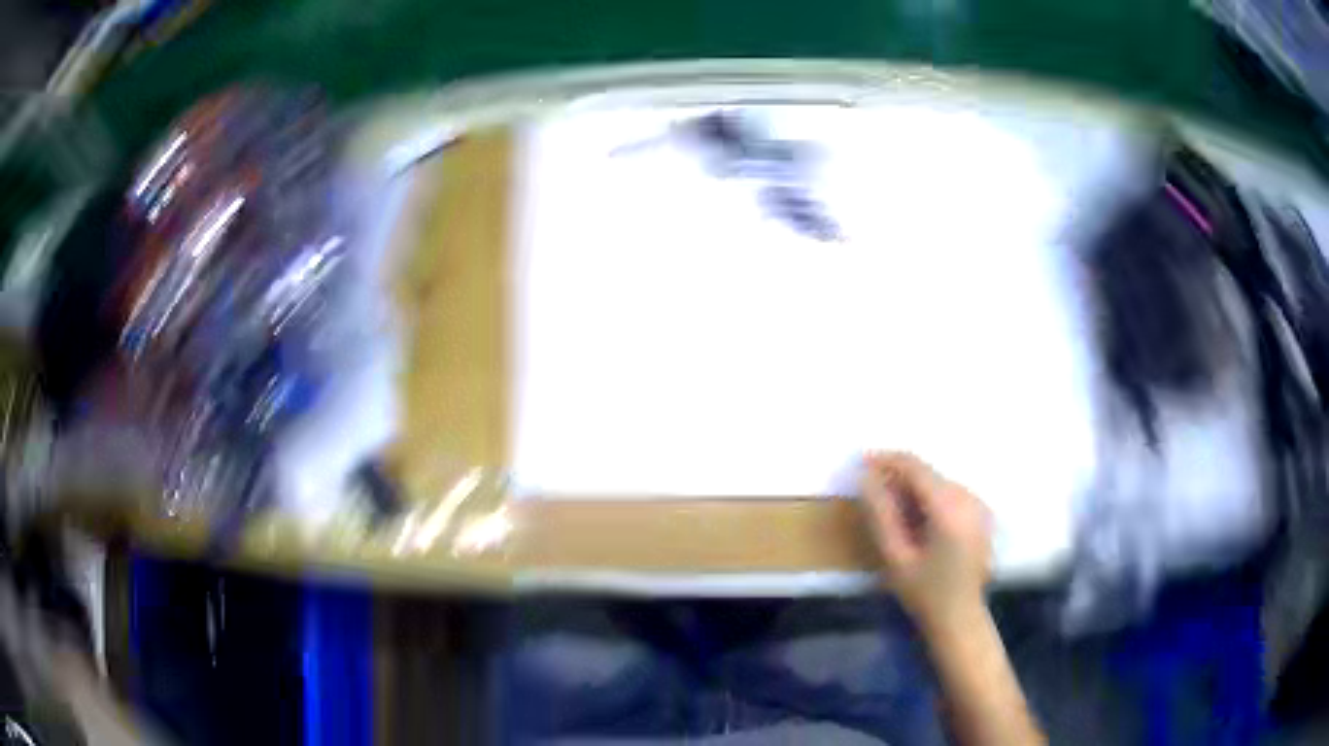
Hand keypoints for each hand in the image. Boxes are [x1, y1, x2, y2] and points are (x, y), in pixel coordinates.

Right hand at [860, 452, 992, 634]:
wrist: (960, 619)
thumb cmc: (924, 593)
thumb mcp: (895, 557)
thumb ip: (880, 514)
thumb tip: (865, 478)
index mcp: (949, 508)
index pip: (916, 467)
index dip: (886, 460)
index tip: (861, 462)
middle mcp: (969, 498)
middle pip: (929, 473)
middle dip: (899, 476)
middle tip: (871, 493)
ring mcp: (979, 505)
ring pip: (939, 482)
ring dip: (914, 487)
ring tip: (891, 509)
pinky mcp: (982, 514)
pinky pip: (951, 493)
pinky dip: (930, 498)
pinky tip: (917, 520)